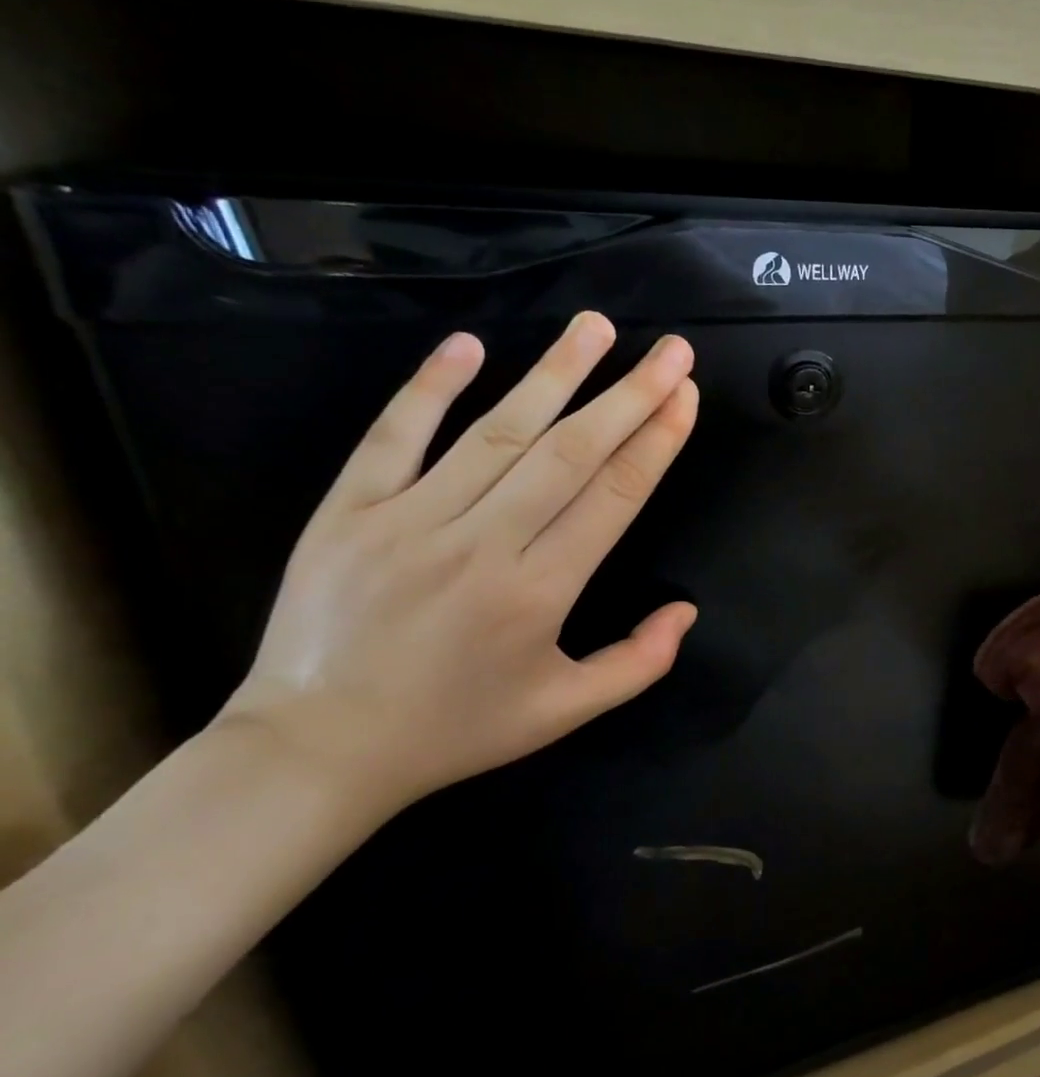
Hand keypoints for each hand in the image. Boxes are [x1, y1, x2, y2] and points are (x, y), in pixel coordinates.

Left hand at [218, 313, 698, 822]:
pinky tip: (469, 344)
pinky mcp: (346, 511)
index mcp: (538, 591)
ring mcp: (408, 520)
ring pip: (496, 431)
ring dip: (554, 373)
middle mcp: (482, 544)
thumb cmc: (456, 728)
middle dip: (629, 394)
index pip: (614, 495)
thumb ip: (638, 663)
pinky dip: (430, 387)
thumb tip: (687, 610)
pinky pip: (394, 436)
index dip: (657, 440)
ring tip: (596, 326)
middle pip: (570, 452)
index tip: (686, 395)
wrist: (314, 750)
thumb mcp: (565, 712)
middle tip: (670, 350)